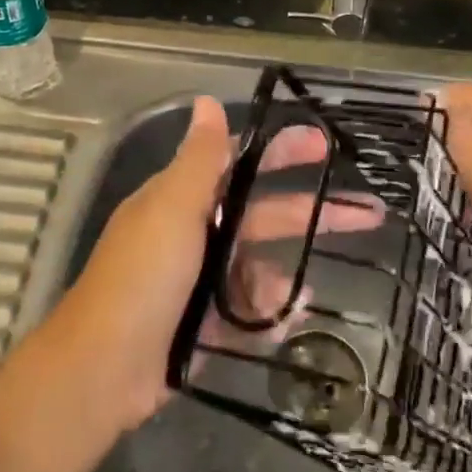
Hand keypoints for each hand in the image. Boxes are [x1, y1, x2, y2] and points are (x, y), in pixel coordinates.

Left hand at [52, 95, 383, 429]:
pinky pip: (250, 311)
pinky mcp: (205, 323)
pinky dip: (269, 314)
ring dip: (283, 277)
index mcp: (185, 199)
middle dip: (312, 214)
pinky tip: (288, 321)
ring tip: (301, 293)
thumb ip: (199, 159)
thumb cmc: (142, 278)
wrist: (103, 371)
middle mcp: (195, 233)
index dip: (282, 152)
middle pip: (265, 215)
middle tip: (368, 214)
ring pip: (260, 268)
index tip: (325, 146)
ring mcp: (201, 280)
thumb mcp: (172, 210)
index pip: (242, 163)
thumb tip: (207, 100)